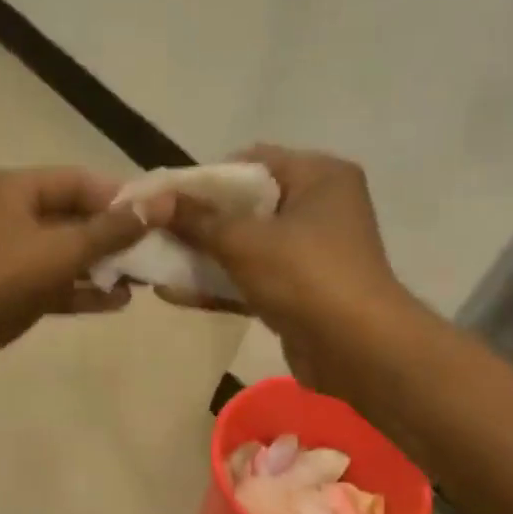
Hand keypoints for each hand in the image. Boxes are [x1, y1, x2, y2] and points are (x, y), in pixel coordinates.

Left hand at [0, 167, 162, 391]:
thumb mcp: (61, 253)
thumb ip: (112, 230)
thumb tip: (161, 203)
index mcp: (7, 188)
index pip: (75, 180)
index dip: (118, 197)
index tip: (157, 216)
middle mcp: (0, 211)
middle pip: (68, 216)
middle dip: (111, 236)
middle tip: (153, 251)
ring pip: (59, 251)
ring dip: (99, 266)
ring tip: (142, 280)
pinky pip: (46, 279)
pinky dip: (76, 288)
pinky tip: (116, 303)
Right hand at [161, 145, 413, 389]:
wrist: (359, 351)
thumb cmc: (306, 277)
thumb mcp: (244, 242)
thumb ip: (197, 220)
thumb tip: (153, 201)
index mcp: (319, 176)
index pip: (252, 162)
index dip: (206, 179)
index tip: (168, 199)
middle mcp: (320, 206)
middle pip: (247, 205)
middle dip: (200, 221)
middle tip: (157, 231)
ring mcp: (312, 251)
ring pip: (248, 244)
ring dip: (205, 255)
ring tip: (156, 262)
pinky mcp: (303, 290)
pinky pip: (254, 277)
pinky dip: (221, 283)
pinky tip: (175, 292)